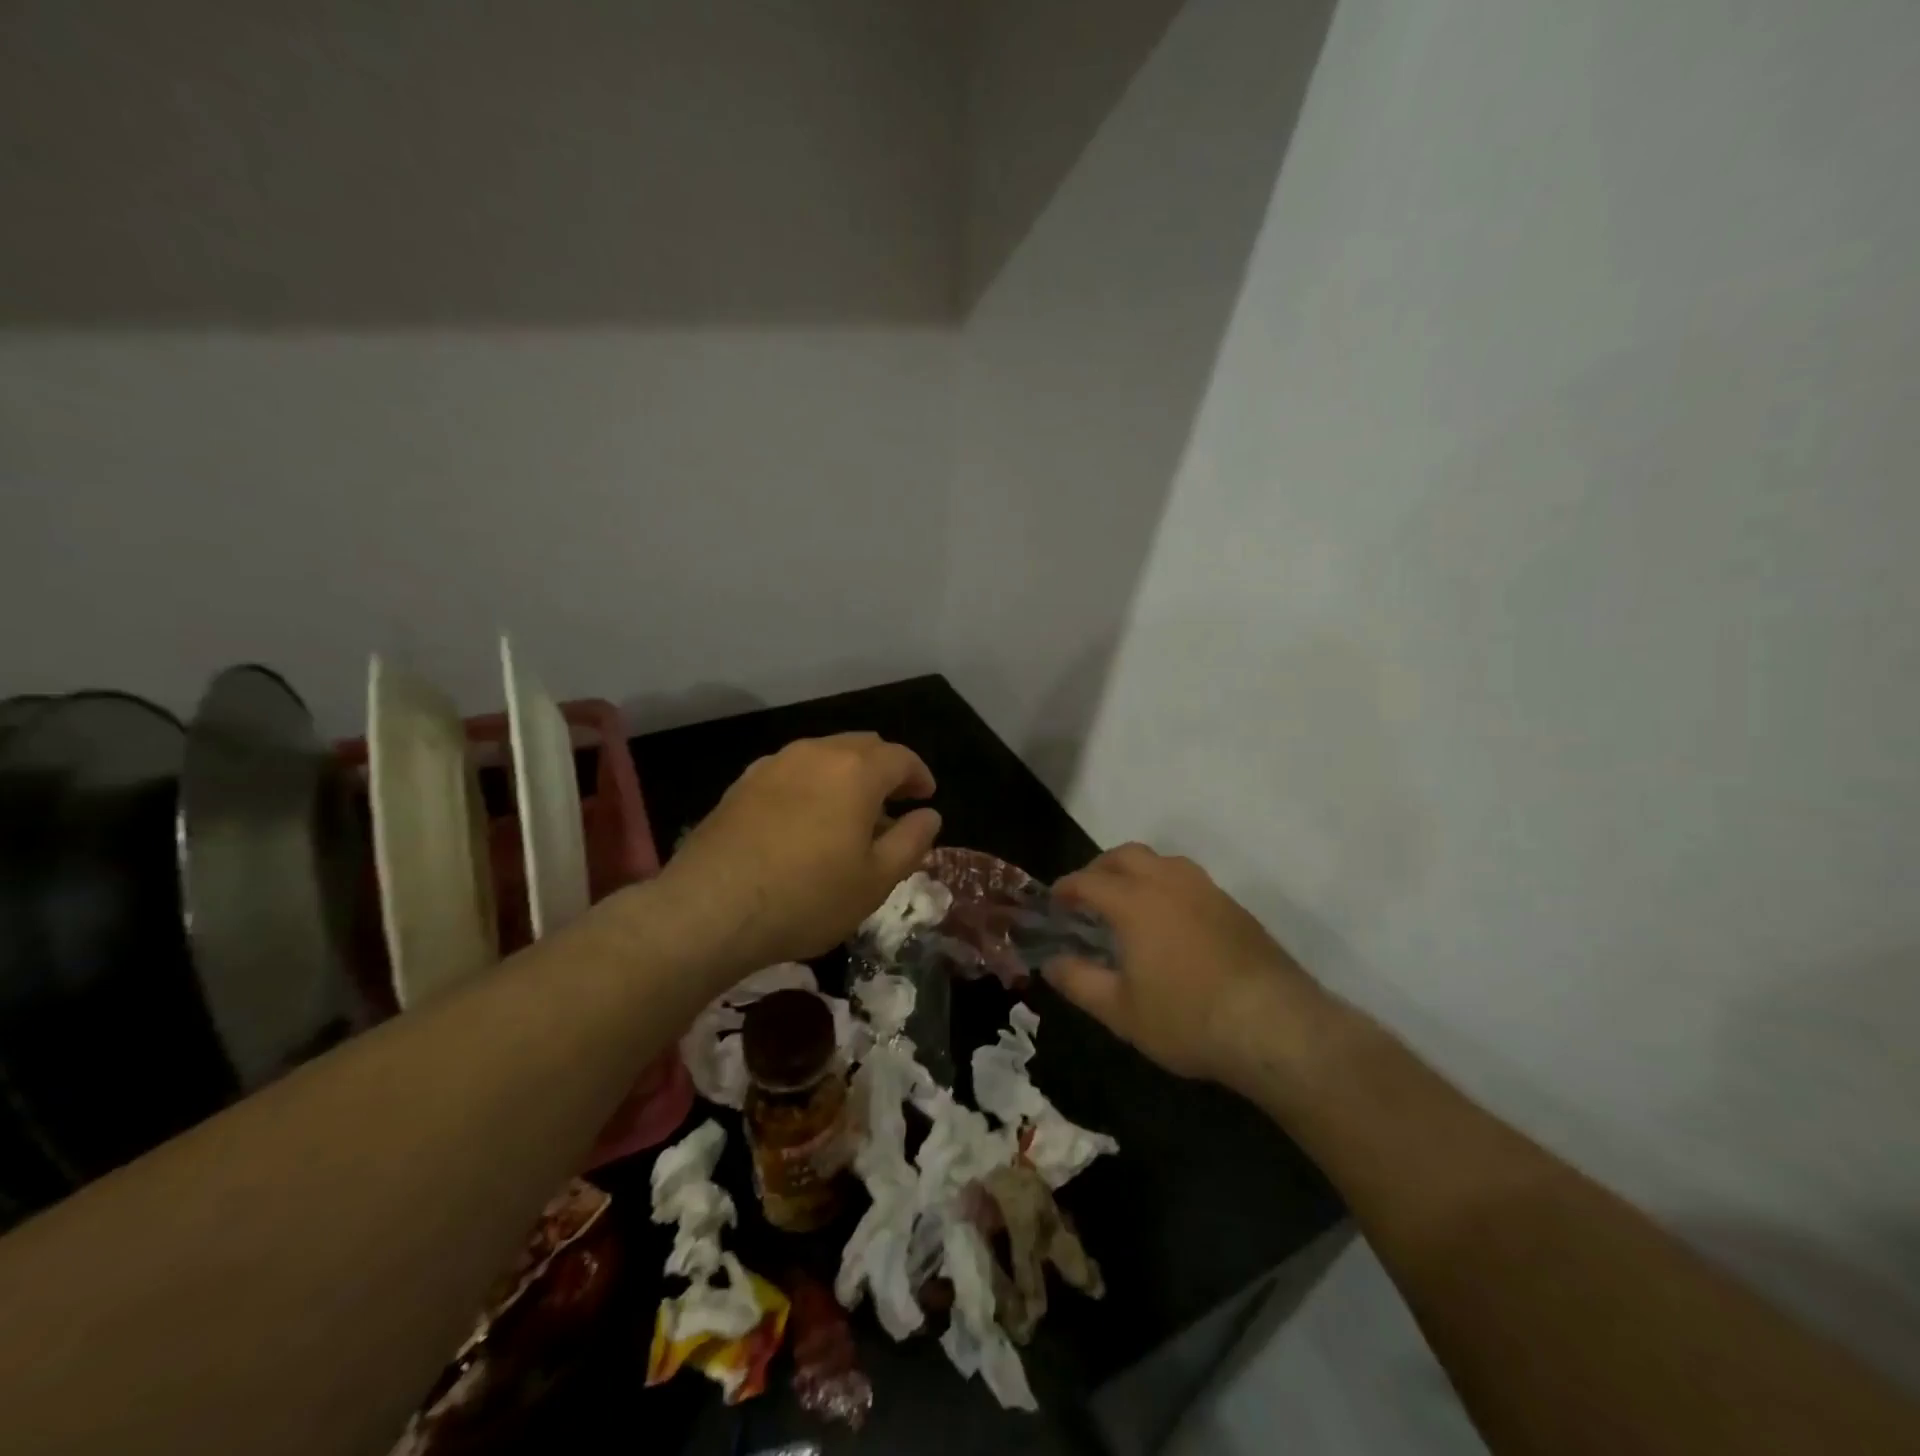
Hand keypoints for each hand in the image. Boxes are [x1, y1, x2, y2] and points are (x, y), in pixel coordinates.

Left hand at [664, 733, 941, 969]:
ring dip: (847, 774)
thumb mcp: (875, 881)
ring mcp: (774, 764)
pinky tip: (806, 818)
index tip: (926, 798)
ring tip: (850, 813)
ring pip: (824, 754)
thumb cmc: (807, 897)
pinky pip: (791, 770)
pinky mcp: (742, 783)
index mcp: (856, 771)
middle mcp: (816, 753)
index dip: (919, 775)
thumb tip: (929, 815)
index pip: (900, 758)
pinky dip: (812, 783)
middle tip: (894, 803)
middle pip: (862, 746)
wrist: (710, 909)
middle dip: (885, 769)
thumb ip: (911, 841)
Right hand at [1045, 844, 1326, 1088]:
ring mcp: (1206, 890)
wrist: (1276, 1026)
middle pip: (1126, 855)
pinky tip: (1169, 922)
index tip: (1054, 903)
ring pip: (1162, 861)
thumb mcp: (1121, 1011)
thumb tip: (1051, 963)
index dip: (1066, 889)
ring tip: (1127, 904)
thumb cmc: (1187, 1019)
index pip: (1088, 881)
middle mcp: (1169, 882)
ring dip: (1136, 872)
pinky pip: (1188, 880)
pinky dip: (1165, 886)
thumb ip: (1079, 982)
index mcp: (1135, 901)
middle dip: (1099, 868)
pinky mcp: (1234, 906)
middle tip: (1087, 896)